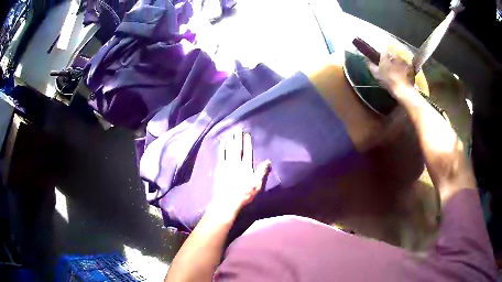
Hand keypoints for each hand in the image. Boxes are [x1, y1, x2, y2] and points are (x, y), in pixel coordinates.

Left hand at [208, 131, 271, 218]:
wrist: (227, 201)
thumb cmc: (244, 194)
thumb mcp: (257, 185)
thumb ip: (262, 172)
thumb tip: (268, 161)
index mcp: (246, 166)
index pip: (248, 152)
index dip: (247, 143)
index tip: (247, 135)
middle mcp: (237, 163)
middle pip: (238, 148)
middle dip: (238, 138)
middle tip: (238, 129)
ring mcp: (227, 165)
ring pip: (229, 150)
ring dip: (230, 141)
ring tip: (231, 133)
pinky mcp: (220, 169)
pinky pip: (221, 155)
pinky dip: (222, 148)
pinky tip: (222, 143)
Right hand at [367, 49, 415, 98]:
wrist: (403, 90)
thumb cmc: (388, 81)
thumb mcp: (375, 74)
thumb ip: (370, 65)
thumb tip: (367, 59)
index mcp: (386, 55)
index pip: (382, 52)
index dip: (381, 58)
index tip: (381, 64)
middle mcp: (395, 54)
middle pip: (391, 55)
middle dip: (390, 61)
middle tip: (389, 70)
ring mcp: (403, 60)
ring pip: (398, 60)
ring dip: (397, 65)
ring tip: (396, 74)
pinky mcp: (410, 67)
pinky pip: (405, 66)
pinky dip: (404, 69)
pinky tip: (403, 76)